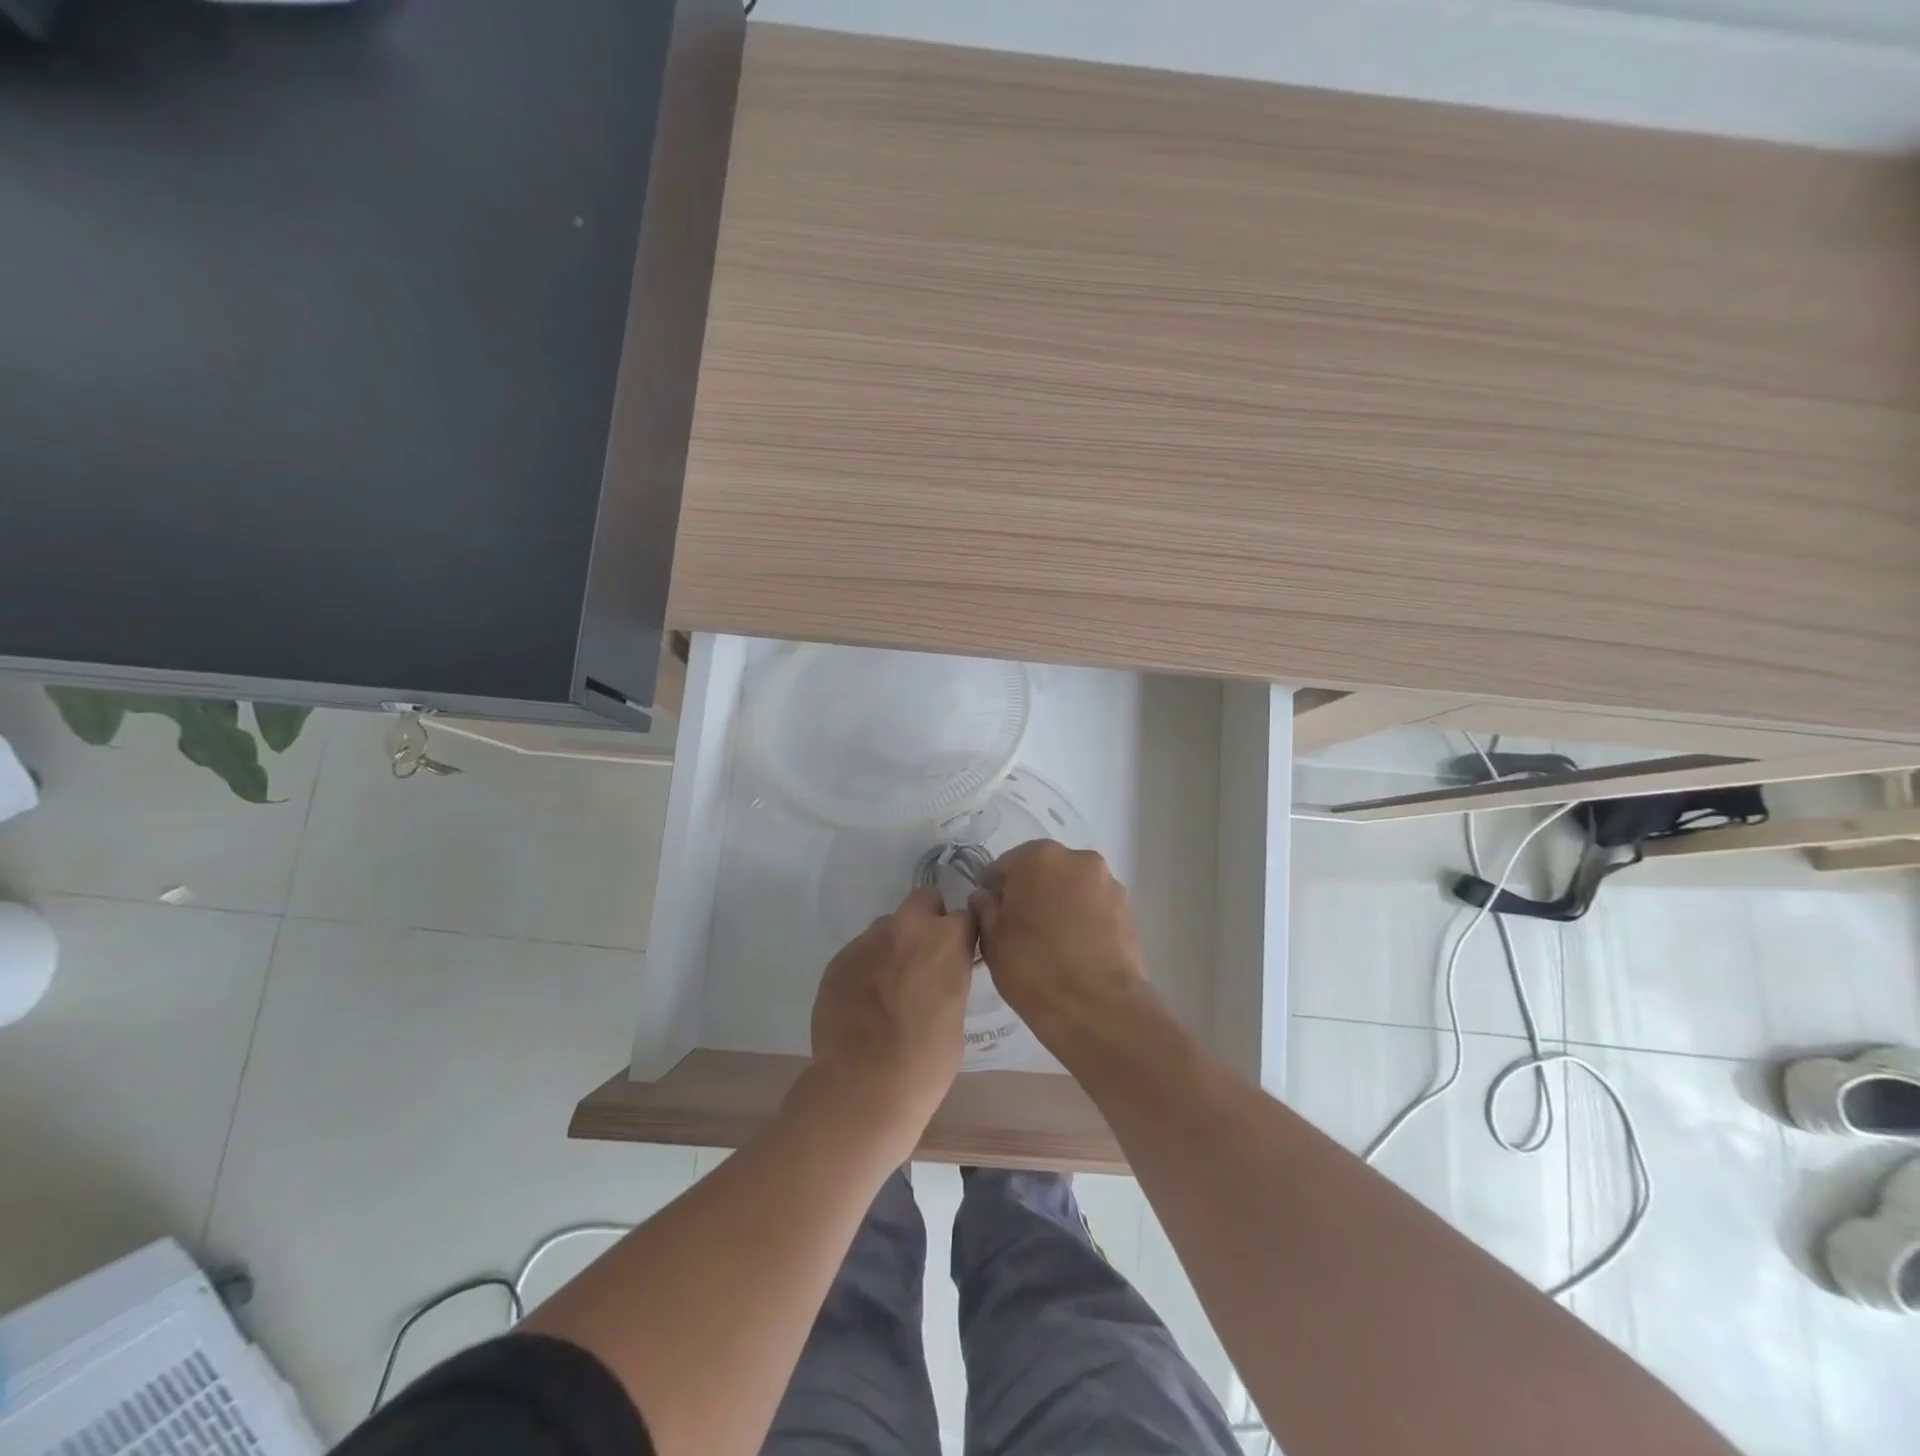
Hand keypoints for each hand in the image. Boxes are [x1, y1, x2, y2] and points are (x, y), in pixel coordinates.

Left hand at [809, 886, 976, 1143]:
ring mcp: (868, 940)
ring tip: (888, 987)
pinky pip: (860, 952)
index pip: (965, 915)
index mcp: (946, 939)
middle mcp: (907, 927)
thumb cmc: (927, 1060)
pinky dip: (866, 967)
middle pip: (922, 900)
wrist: (864, 1086)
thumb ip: (948, 976)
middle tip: (923, 959)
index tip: (958, 952)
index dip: (961, 934)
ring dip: (893, 945)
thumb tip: (937, 974)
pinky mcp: (838, 959)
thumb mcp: (956, 1012)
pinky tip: (864, 1001)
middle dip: (927, 921)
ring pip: (887, 926)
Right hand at [969, 841, 1153, 1057]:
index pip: (1003, 868)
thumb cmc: (1034, 969)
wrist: (1099, 1008)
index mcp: (1037, 857)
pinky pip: (1094, 906)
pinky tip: (1076, 949)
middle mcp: (1077, 858)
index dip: (994, 893)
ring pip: (1071, 888)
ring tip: (1053, 944)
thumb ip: (985, 909)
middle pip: (1042, 871)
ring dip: (1059, 904)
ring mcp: (1107, 882)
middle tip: (1021, 931)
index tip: (992, 920)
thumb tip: (986, 896)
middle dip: (1030, 893)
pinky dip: (1082, 918)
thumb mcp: (992, 941)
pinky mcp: (1128, 908)